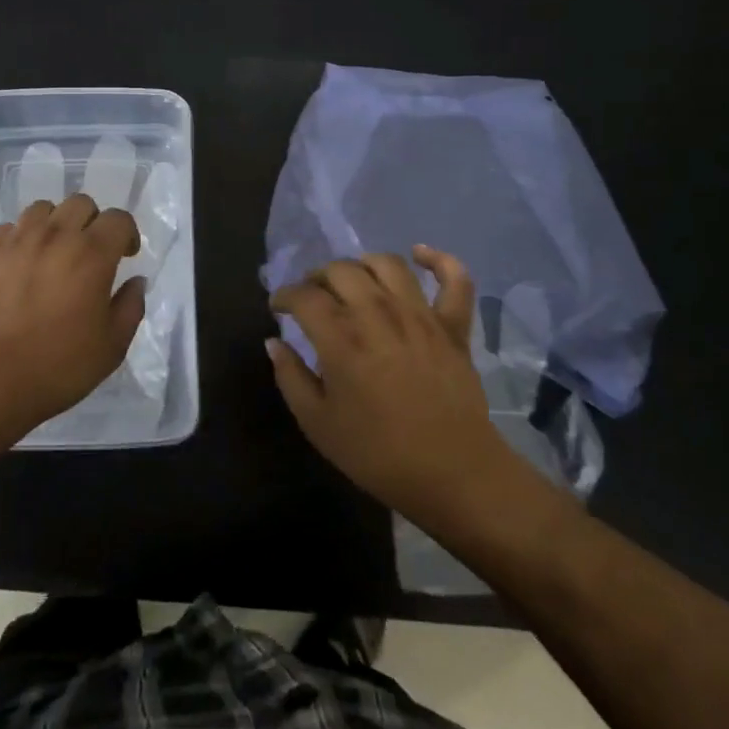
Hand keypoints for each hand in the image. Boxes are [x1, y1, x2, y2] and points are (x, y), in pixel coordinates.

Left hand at [0, 194, 144, 444]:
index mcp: (92, 254)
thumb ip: (131, 307)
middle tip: (91, 253)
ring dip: (56, 224)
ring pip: (43, 209)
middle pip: (81, 203)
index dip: (127, 233)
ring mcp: (17, 241)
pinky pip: (10, 228)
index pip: (118, 218)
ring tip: (55, 252)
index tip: (125, 256)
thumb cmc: (59, 366)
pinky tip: (22, 263)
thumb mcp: (112, 346)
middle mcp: (56, 236)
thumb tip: (135, 281)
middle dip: (93, 222)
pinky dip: (22, 237)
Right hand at [267, 245, 510, 528]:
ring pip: (387, 264)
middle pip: (341, 270)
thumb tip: (273, 342)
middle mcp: (378, 314)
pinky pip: (454, 280)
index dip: (284, 296)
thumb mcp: (317, 424)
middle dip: (317, 277)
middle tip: (312, 295)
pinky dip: (438, 260)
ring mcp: (420, 316)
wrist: (453, 474)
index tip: (278, 308)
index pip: (303, 296)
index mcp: (341, 339)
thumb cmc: (377, 454)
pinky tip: (420, 255)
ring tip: (354, 279)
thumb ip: (290, 377)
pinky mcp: (453, 326)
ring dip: (363, 264)